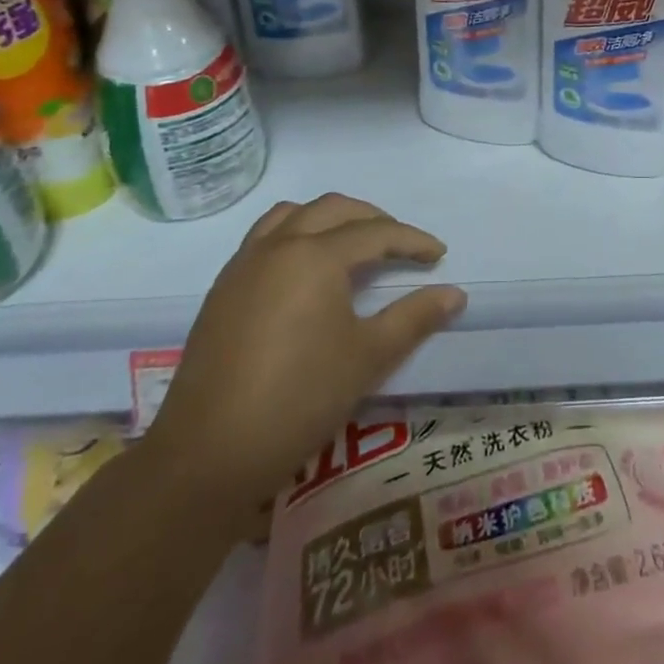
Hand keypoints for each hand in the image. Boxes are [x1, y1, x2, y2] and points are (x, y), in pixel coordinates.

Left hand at [143, 194, 464, 517]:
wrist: (208, 454)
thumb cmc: (299, 400)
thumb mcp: (368, 357)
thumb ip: (414, 318)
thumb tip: (455, 294)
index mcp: (315, 256)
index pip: (375, 233)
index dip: (412, 241)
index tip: (439, 254)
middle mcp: (278, 246)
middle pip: (334, 209)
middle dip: (374, 219)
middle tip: (400, 245)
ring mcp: (244, 264)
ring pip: (294, 215)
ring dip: (330, 219)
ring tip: (354, 245)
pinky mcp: (223, 288)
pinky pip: (265, 237)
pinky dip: (296, 234)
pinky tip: (306, 272)